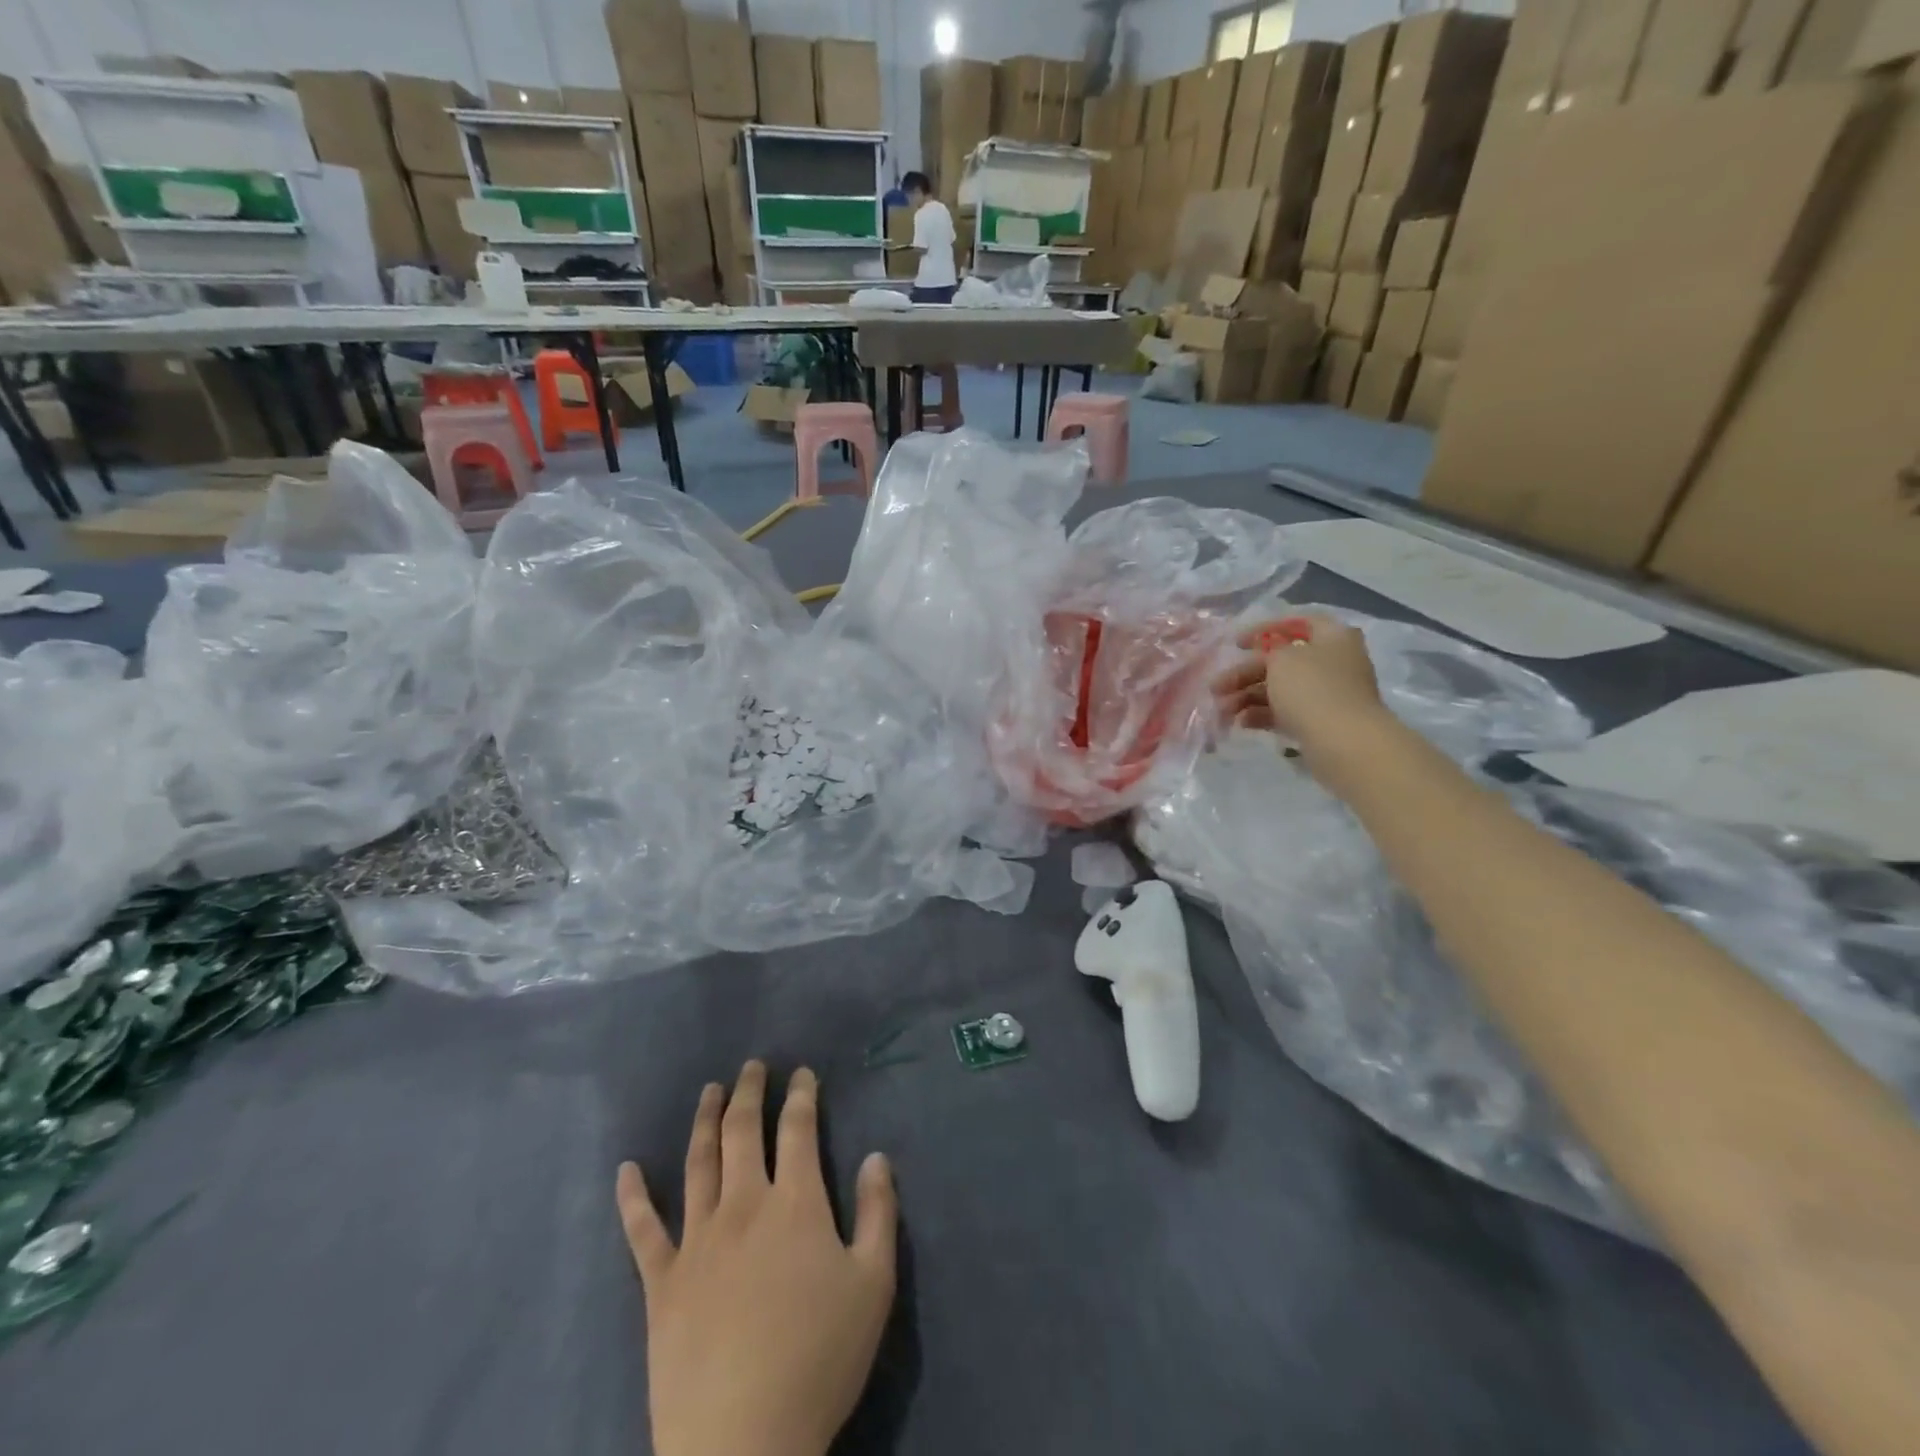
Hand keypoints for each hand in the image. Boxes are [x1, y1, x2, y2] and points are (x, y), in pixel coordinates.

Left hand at [618, 1063, 897, 1455]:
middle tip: (753, 1067)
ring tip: (710, 1091)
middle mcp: (743, 1205)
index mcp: (795, 1203)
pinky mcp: (661, 1282)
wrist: (742, 1444)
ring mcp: (697, 1240)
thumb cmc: (818, 1360)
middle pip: (743, 1131)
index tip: (802, 1073)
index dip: (801, 1096)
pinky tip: (626, 1169)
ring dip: (705, 1120)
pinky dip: (633, 1196)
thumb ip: (877, 1213)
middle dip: (750, 1092)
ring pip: (698, 1163)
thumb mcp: (873, 1285)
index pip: (798, 1129)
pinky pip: (642, 1230)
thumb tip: (876, 1156)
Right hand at [1212, 613, 1392, 765]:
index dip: (1265, 629)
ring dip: (1248, 696)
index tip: (1236, 643)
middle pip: (1282, 661)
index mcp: (1333, 637)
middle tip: (1216, 687)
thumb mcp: (1282, 659)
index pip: (1298, 623)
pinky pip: (1287, 711)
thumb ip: (1268, 650)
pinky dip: (1263, 714)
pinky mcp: (1321, 721)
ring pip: (1281, 688)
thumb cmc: (1312, 689)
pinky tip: (1242, 723)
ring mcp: (1329, 694)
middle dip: (1245, 673)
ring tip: (1222, 710)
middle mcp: (1334, 661)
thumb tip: (1268, 654)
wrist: (1344, 742)